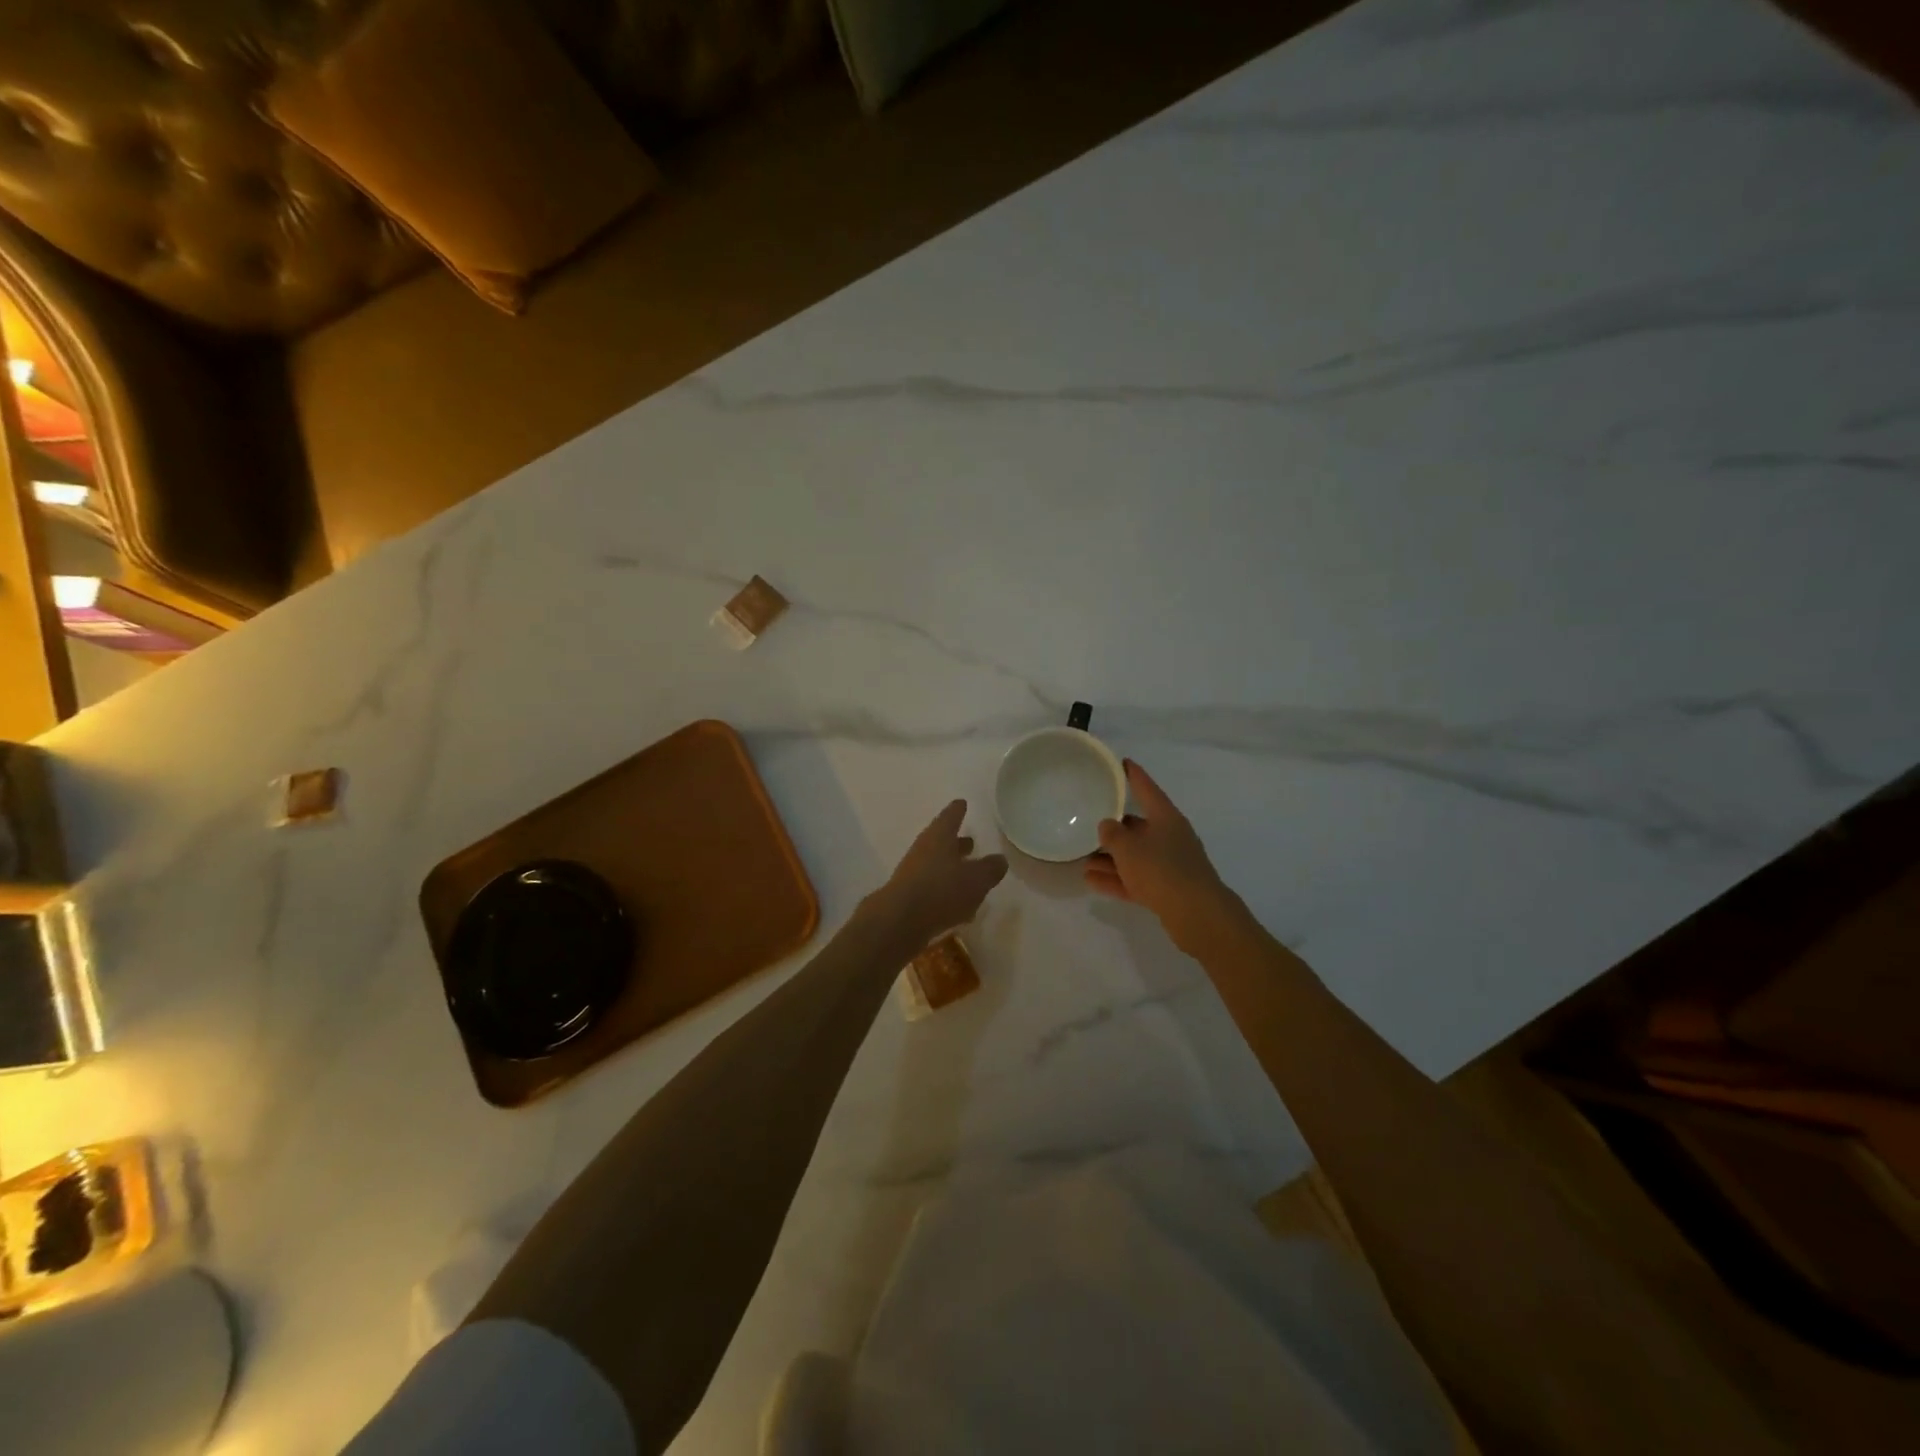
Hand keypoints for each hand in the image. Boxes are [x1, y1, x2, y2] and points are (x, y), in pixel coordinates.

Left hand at [867, 800, 1008, 949]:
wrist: (899, 921)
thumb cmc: (942, 890)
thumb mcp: (977, 879)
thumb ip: (990, 868)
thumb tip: (1000, 860)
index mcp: (940, 836)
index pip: (951, 816)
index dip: (958, 810)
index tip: (962, 803)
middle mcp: (924, 849)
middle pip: (942, 841)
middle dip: (957, 842)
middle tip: (971, 841)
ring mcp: (913, 872)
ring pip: (937, 865)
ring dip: (952, 868)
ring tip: (969, 875)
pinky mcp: (908, 896)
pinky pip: (931, 887)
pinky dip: (945, 891)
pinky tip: (959, 906)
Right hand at [1085, 761, 1240, 952]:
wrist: (1197, 914)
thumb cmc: (1162, 870)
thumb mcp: (1128, 848)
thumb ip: (1112, 834)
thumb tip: (1107, 825)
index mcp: (1166, 818)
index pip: (1147, 789)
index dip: (1134, 775)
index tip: (1123, 762)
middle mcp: (1170, 837)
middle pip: (1138, 826)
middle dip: (1114, 828)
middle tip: (1089, 824)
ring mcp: (1170, 864)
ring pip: (1135, 855)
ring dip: (1110, 858)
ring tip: (1082, 859)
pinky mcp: (1167, 889)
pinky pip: (1136, 878)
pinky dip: (1116, 878)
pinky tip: (1091, 881)